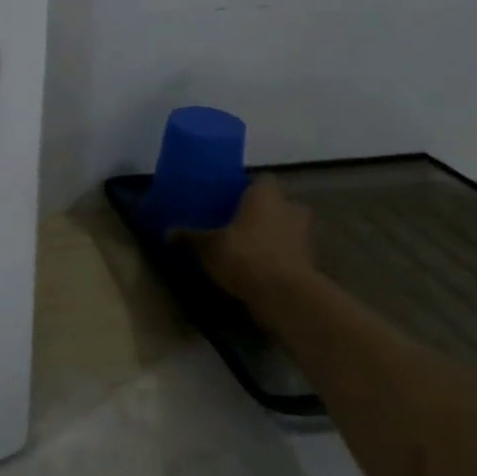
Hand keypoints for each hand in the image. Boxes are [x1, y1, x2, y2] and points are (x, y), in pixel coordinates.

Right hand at [178, 177, 316, 301]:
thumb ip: (190, 237)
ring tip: (247, 247)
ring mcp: (303, 236)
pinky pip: (289, 252)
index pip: (260, 180)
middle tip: (239, 222)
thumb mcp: (208, 246)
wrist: (284, 295)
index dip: (247, 188)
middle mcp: (289, 209)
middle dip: (263, 212)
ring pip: (286, 228)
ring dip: (272, 235)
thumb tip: (168, 233)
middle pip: (277, 204)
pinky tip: (258, 268)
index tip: (231, 197)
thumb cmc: (244, 255)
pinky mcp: (309, 263)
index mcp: (265, 196)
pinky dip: (278, 257)